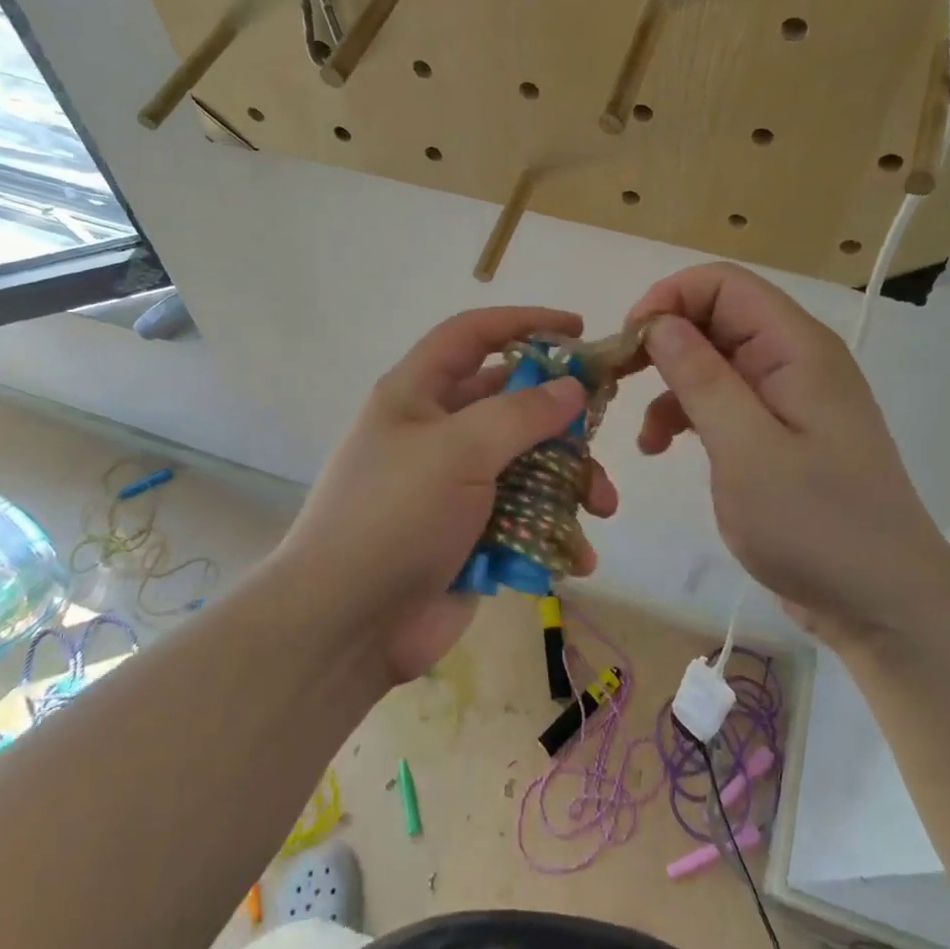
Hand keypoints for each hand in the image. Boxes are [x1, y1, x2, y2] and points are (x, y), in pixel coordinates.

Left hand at [276, 307, 617, 683]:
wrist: (346, 626)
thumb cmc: (395, 516)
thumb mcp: (458, 450)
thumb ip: (521, 414)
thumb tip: (572, 389)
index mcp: (417, 393)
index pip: (473, 335)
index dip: (524, 323)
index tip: (578, 329)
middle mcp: (437, 431)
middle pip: (512, 402)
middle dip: (562, 417)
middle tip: (603, 429)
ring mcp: (456, 486)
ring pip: (528, 464)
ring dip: (569, 481)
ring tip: (602, 506)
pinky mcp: (473, 535)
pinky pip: (525, 518)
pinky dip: (554, 531)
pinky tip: (576, 556)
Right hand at [624, 263, 949, 638]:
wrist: (883, 605)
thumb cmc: (816, 524)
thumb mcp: (746, 448)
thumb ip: (700, 378)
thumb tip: (658, 322)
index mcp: (796, 347)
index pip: (723, 284)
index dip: (669, 299)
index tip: (628, 342)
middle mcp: (794, 359)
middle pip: (715, 319)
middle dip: (662, 343)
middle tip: (618, 382)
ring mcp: (788, 398)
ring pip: (713, 361)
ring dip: (670, 386)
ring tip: (643, 436)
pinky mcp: (779, 433)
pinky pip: (723, 401)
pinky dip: (688, 416)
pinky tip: (662, 449)